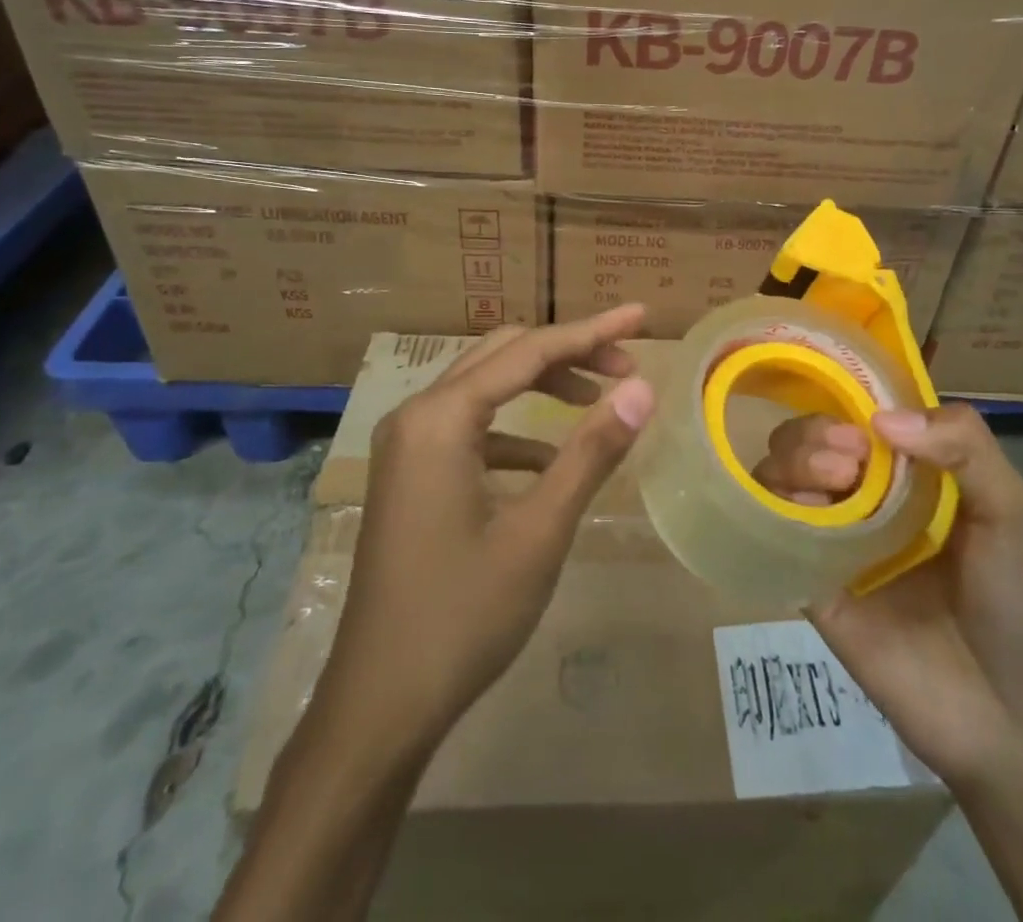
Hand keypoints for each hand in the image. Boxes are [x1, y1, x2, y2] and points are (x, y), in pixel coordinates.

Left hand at [314, 306, 655, 756]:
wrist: (379, 707)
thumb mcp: (539, 530)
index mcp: (441, 417)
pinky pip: (470, 426)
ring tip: (599, 399)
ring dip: (542, 384)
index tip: (641, 316)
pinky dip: (516, 428)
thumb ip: (591, 451)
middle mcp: (417, 415)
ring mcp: (407, 446)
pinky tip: (549, 461)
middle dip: (568, 352)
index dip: (591, 331)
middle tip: (627, 365)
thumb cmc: (463, 616)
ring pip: (485, 387)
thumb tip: (643, 389)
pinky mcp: (410, 475)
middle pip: (504, 356)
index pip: (530, 351)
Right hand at [755, 404, 1022, 790]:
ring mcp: (834, 538)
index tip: (863, 423)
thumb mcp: (1011, 508)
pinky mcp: (810, 582)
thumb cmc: (1019, 601)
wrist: (1011, 719)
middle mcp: (864, 496)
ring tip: (835, 479)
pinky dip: (774, 505)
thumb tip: (880, 419)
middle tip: (849, 458)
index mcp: (909, 474)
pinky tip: (803, 511)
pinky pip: (773, 530)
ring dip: (794, 458)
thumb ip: (965, 445)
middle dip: (815, 431)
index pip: (858, 415)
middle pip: (809, 438)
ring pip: (782, 474)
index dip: (849, 403)